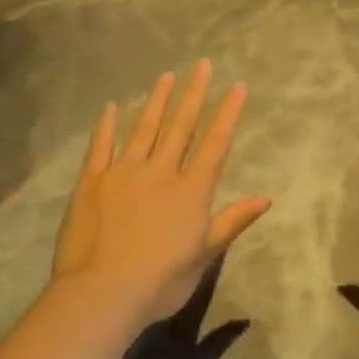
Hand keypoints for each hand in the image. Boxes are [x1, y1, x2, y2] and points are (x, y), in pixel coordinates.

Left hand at [53, 61, 269, 323]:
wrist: (102, 294)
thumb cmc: (160, 280)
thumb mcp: (204, 255)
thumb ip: (232, 221)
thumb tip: (266, 198)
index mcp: (191, 190)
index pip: (214, 143)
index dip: (227, 113)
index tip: (237, 86)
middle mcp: (161, 172)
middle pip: (181, 126)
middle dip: (194, 94)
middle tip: (202, 64)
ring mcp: (124, 173)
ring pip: (144, 128)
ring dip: (156, 101)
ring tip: (166, 76)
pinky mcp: (92, 182)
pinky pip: (100, 147)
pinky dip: (105, 126)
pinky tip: (109, 107)